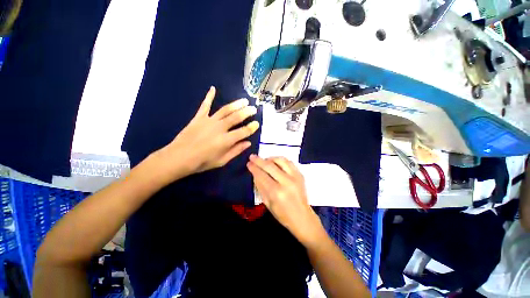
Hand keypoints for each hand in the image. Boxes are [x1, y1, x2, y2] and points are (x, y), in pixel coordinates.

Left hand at [157, 86, 259, 178]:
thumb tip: (248, 143)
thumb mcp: (222, 161)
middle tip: (254, 108)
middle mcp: (220, 128)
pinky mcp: (199, 117)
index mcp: (226, 140)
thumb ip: (236, 151)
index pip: (243, 131)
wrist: (178, 157)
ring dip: (236, 104)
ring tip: (244, 100)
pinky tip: (213, 88)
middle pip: (236, 117)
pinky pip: (205, 105)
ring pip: (225, 110)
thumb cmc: (202, 162)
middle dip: (247, 112)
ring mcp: (209, 121)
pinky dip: (209, 96)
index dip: (252, 127)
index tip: (257, 123)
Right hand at [247, 155, 325, 244]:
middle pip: (270, 166)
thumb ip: (260, 187)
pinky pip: (289, 162)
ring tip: (264, 160)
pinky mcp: (300, 174)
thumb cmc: (282, 214)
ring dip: (270, 158)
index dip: (254, 168)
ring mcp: (295, 177)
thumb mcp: (267, 203)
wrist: (302, 217)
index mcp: (277, 192)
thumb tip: (255, 173)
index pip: (262, 176)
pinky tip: (275, 162)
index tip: (248, 163)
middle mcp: (286, 182)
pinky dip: (280, 160)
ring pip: (280, 160)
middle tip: (252, 156)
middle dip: (259, 160)